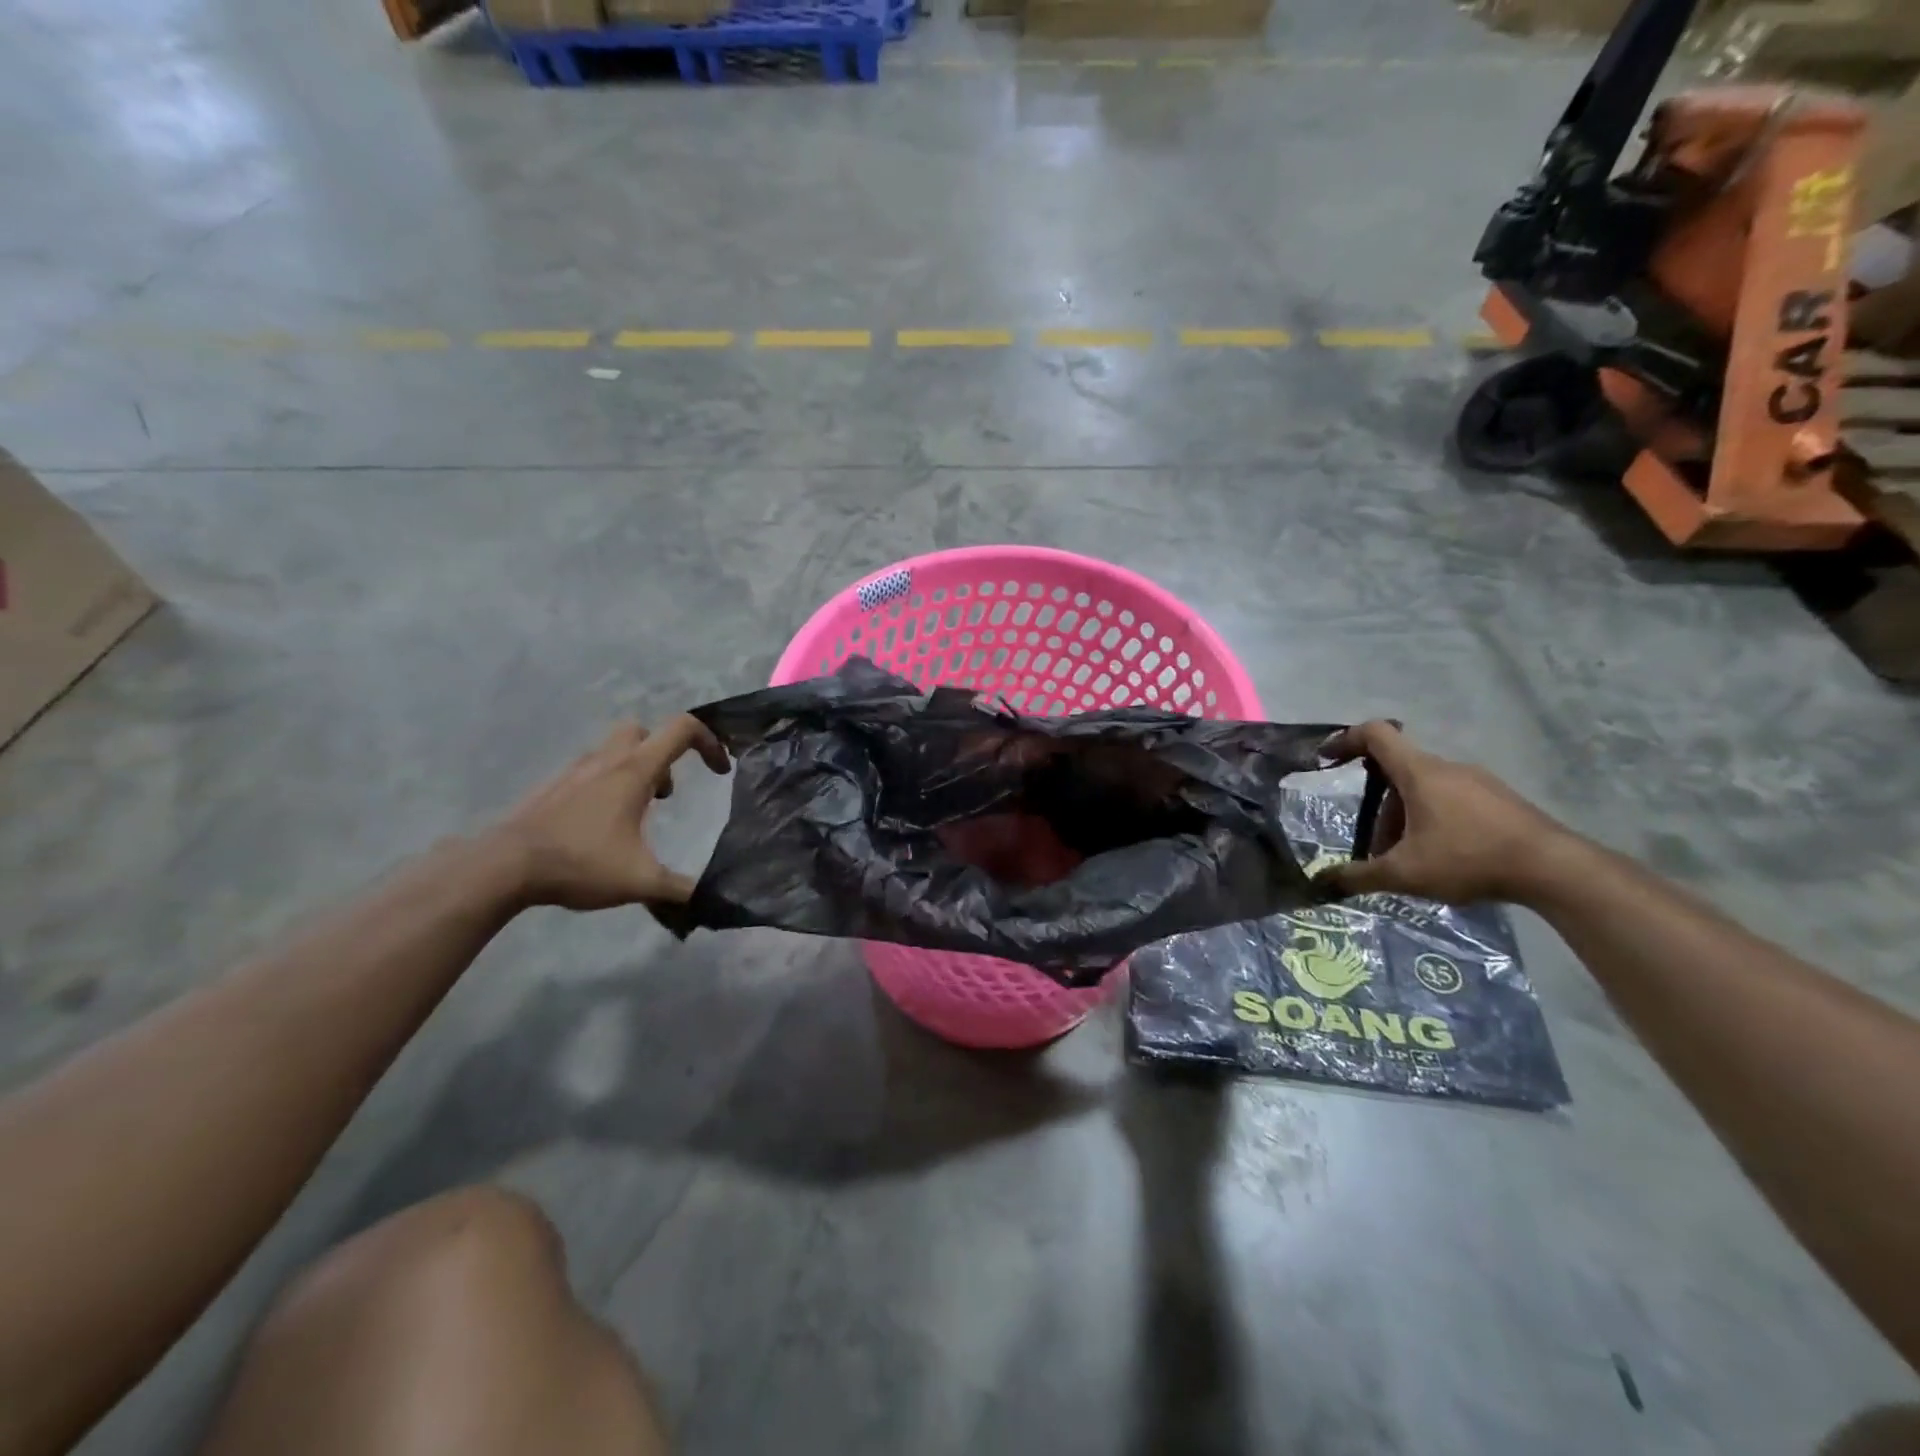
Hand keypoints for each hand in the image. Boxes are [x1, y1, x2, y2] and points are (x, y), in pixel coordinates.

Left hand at [492, 717, 730, 911]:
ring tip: (636, 815)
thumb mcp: (640, 882)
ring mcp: (574, 771)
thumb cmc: (579, 863)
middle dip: (664, 752)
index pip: (682, 729)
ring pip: (613, 750)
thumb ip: (681, 889)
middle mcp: (606, 761)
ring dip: (635, 770)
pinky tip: (600, 827)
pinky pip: (589, 772)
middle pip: (644, 730)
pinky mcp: (551, 788)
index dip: (710, 742)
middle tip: (666, 793)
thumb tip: (712, 900)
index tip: (720, 770)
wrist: (502, 867)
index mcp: (634, 771)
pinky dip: (606, 786)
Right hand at [1313, 721, 1573, 904]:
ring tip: (1412, 860)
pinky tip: (1446, 858)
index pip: (1376, 734)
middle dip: (1380, 808)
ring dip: (1407, 818)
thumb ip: (1358, 876)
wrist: (1555, 869)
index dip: (1346, 740)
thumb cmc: (1469, 858)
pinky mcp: (1501, 800)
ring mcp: (1479, 782)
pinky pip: (1454, 800)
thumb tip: (1321, 881)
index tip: (1328, 759)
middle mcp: (1447, 768)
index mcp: (1419, 773)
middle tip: (1379, 847)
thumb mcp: (1404, 873)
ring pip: (1426, 789)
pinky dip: (1436, 821)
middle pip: (1398, 773)